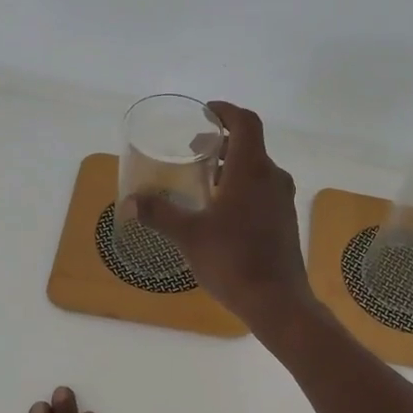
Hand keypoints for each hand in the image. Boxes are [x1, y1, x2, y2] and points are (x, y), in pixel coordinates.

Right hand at [135, 101, 313, 333]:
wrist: (276, 301)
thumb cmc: (232, 260)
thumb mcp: (189, 235)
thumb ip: (158, 214)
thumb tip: (128, 202)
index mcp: (251, 170)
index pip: (245, 122)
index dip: (226, 111)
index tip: (206, 113)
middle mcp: (272, 178)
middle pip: (250, 145)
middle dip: (222, 142)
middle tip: (195, 151)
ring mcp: (282, 200)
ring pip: (257, 169)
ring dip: (231, 166)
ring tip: (204, 181)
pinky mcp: (285, 220)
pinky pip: (263, 190)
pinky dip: (242, 187)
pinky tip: (222, 211)